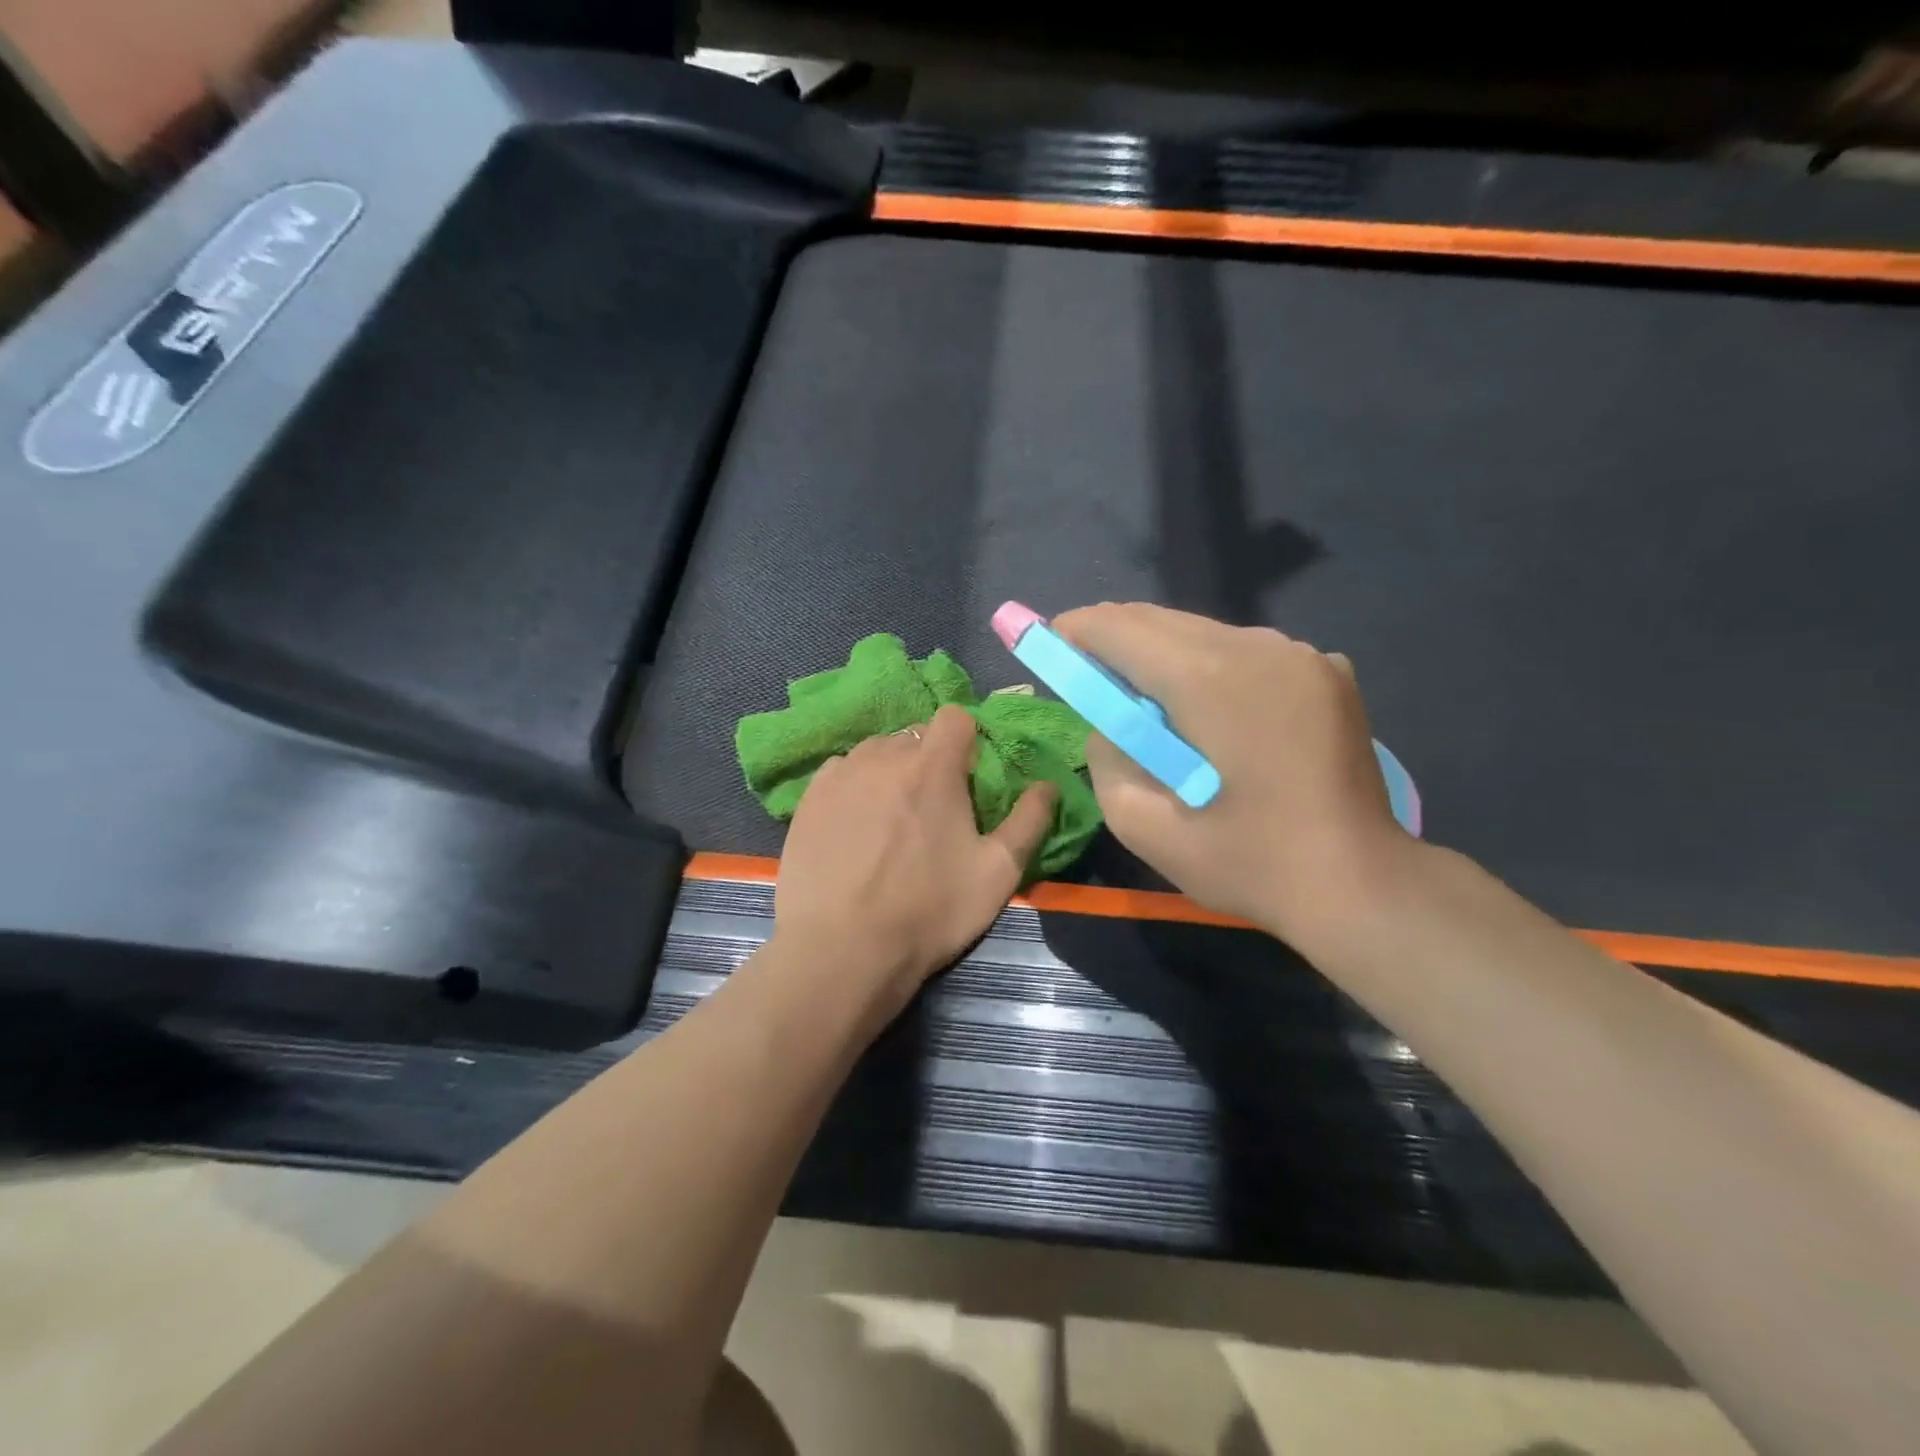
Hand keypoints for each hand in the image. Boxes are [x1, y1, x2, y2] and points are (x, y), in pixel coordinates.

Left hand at [775, 705, 1056, 1017]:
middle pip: (914, 736)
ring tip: (890, 818)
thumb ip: (1029, 821)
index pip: (953, 717)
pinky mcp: (809, 798)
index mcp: (932, 767)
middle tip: (932, 808)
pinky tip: (854, 826)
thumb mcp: (998, 873)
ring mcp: (840, 775)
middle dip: (929, 760)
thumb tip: (1047, 785)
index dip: (966, 740)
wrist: (842, 950)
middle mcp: (883, 756)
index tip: (967, 777)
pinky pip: (841, 772)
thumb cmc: (929, 910)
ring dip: (890, 771)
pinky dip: (854, 786)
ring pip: (875, 752)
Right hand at [1053, 603, 1414, 941]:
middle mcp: (1258, 647)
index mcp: (1211, 681)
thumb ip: (1106, 760)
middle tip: (1085, 671)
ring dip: (1162, 654)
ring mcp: (1301, 654)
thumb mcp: (1146, 827)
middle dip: (1114, 638)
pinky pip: (1247, 652)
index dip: (1077, 629)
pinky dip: (1212, 668)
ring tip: (1144, 698)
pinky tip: (1211, 712)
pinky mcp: (1326, 670)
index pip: (1123, 629)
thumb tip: (1109, 722)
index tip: (1050, 642)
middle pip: (1163, 621)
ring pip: (1205, 633)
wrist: (1362, 884)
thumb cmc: (1249, 864)